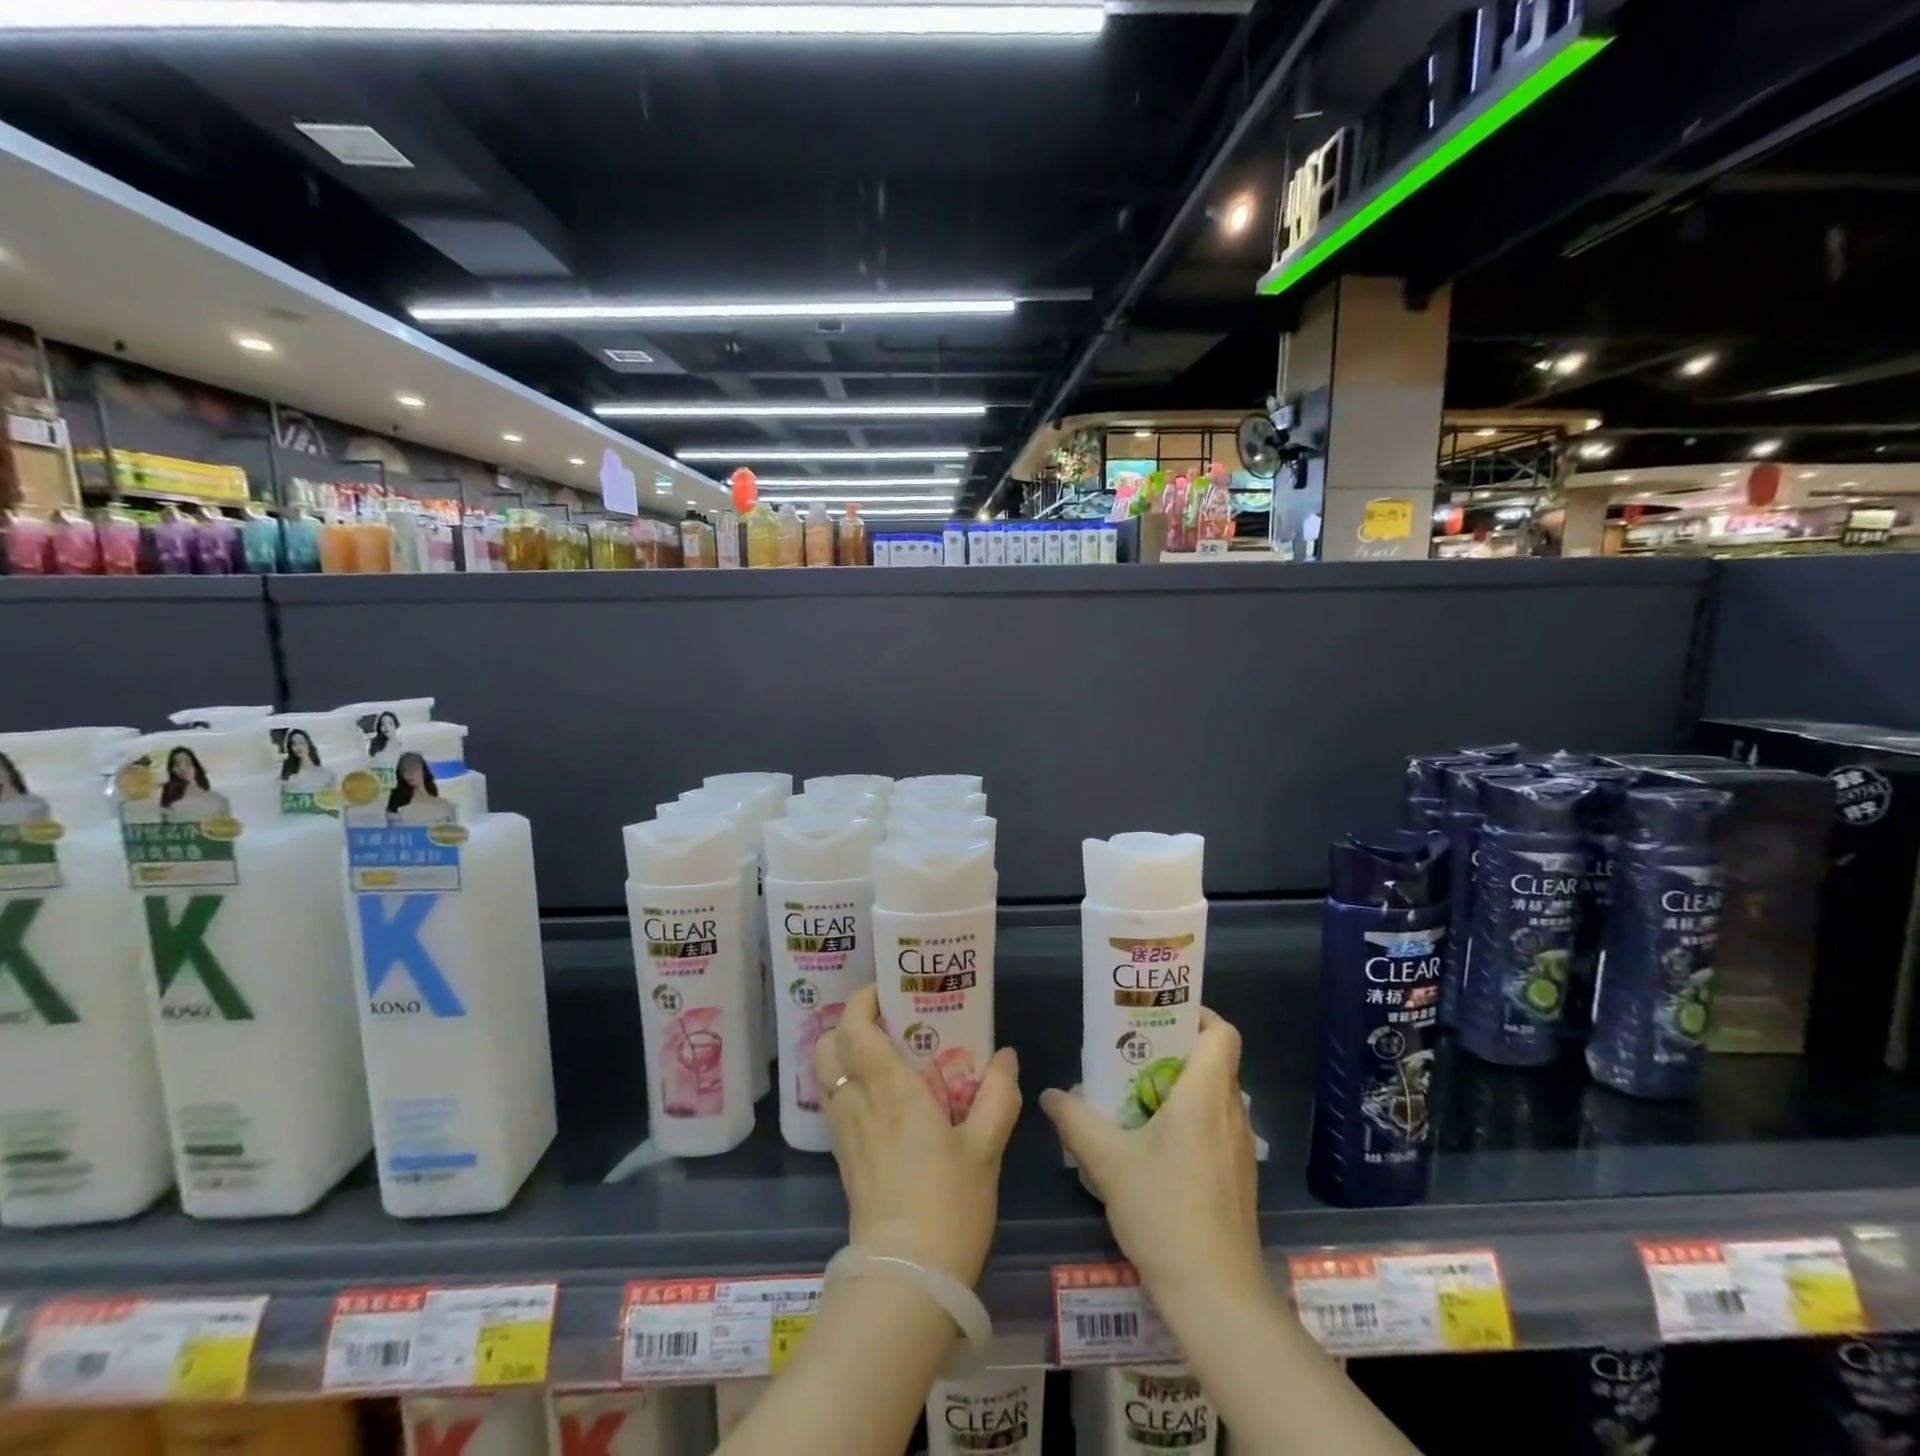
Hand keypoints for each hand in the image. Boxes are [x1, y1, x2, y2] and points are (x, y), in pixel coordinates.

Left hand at [815, 985, 1020, 1285]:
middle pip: (828, 1045)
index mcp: (891, 1090)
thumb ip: (998, 1095)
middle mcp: (859, 1103)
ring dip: (845, 1054)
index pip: (855, 1028)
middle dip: (848, 1023)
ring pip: (826, 1075)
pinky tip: (881, 1098)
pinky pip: (835, 1104)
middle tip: (886, 1021)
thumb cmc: (949, 1206)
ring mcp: (845, 1133)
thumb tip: (1006, 1056)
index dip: (862, 1000)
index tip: (887, 990)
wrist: (907, 1282)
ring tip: (884, 1055)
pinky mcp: (843, 1159)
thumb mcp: (986, 1148)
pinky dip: (848, 1085)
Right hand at [1039, 1008, 1263, 1300]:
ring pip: (1214, 1096)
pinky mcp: (1237, 1179)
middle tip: (1131, 1053)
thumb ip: (1075, 1121)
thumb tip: (1050, 1094)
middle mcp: (1231, 1113)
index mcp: (1206, 1096)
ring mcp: (1239, 1149)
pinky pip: (1215, 1127)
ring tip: (1135, 1095)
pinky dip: (1188, 1120)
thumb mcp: (1107, 1162)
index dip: (1197, 1013)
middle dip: (1174, 1049)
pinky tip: (1153, 1145)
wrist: (1217, 1297)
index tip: (1159, 1017)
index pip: (1221, 1032)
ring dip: (1179, 1087)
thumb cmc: (1165, 1212)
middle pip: (1214, 1060)